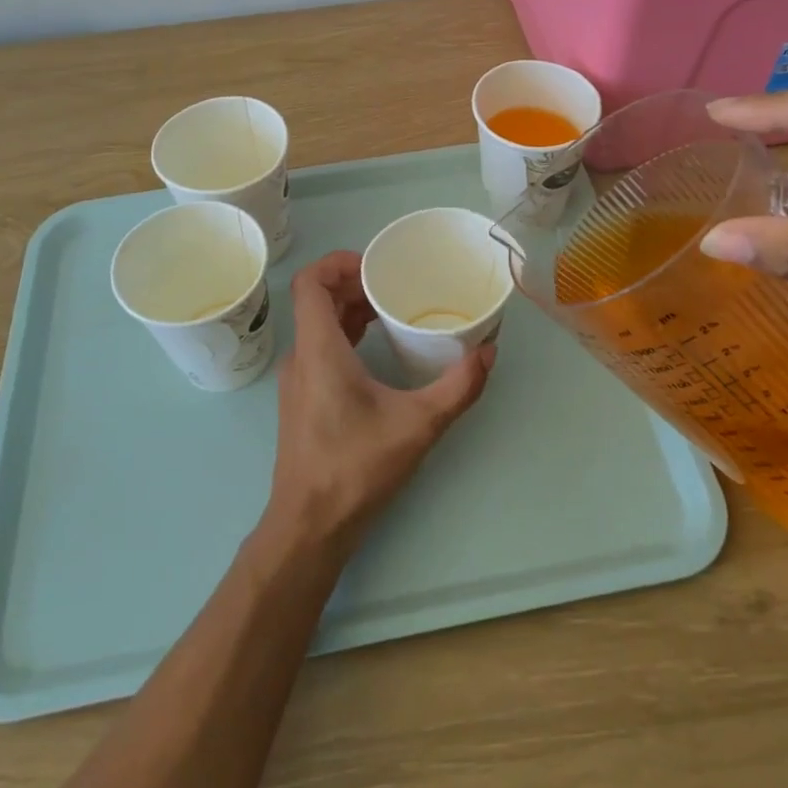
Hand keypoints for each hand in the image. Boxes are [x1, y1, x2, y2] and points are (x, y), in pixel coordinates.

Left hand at [264, 251, 492, 552]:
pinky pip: (321, 347)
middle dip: (355, 283)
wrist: (310, 526)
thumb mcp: (418, 425)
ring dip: (351, 309)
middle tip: (396, 284)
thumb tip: (489, 351)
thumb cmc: (356, 468)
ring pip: (318, 324)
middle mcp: (302, 356)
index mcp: (318, 349)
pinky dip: (346, 334)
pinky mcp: (303, 399)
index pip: (310, 282)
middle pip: (317, 299)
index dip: (339, 261)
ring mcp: (298, 379)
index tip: (377, 265)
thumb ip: (458, 387)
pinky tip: (379, 348)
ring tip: (393, 309)